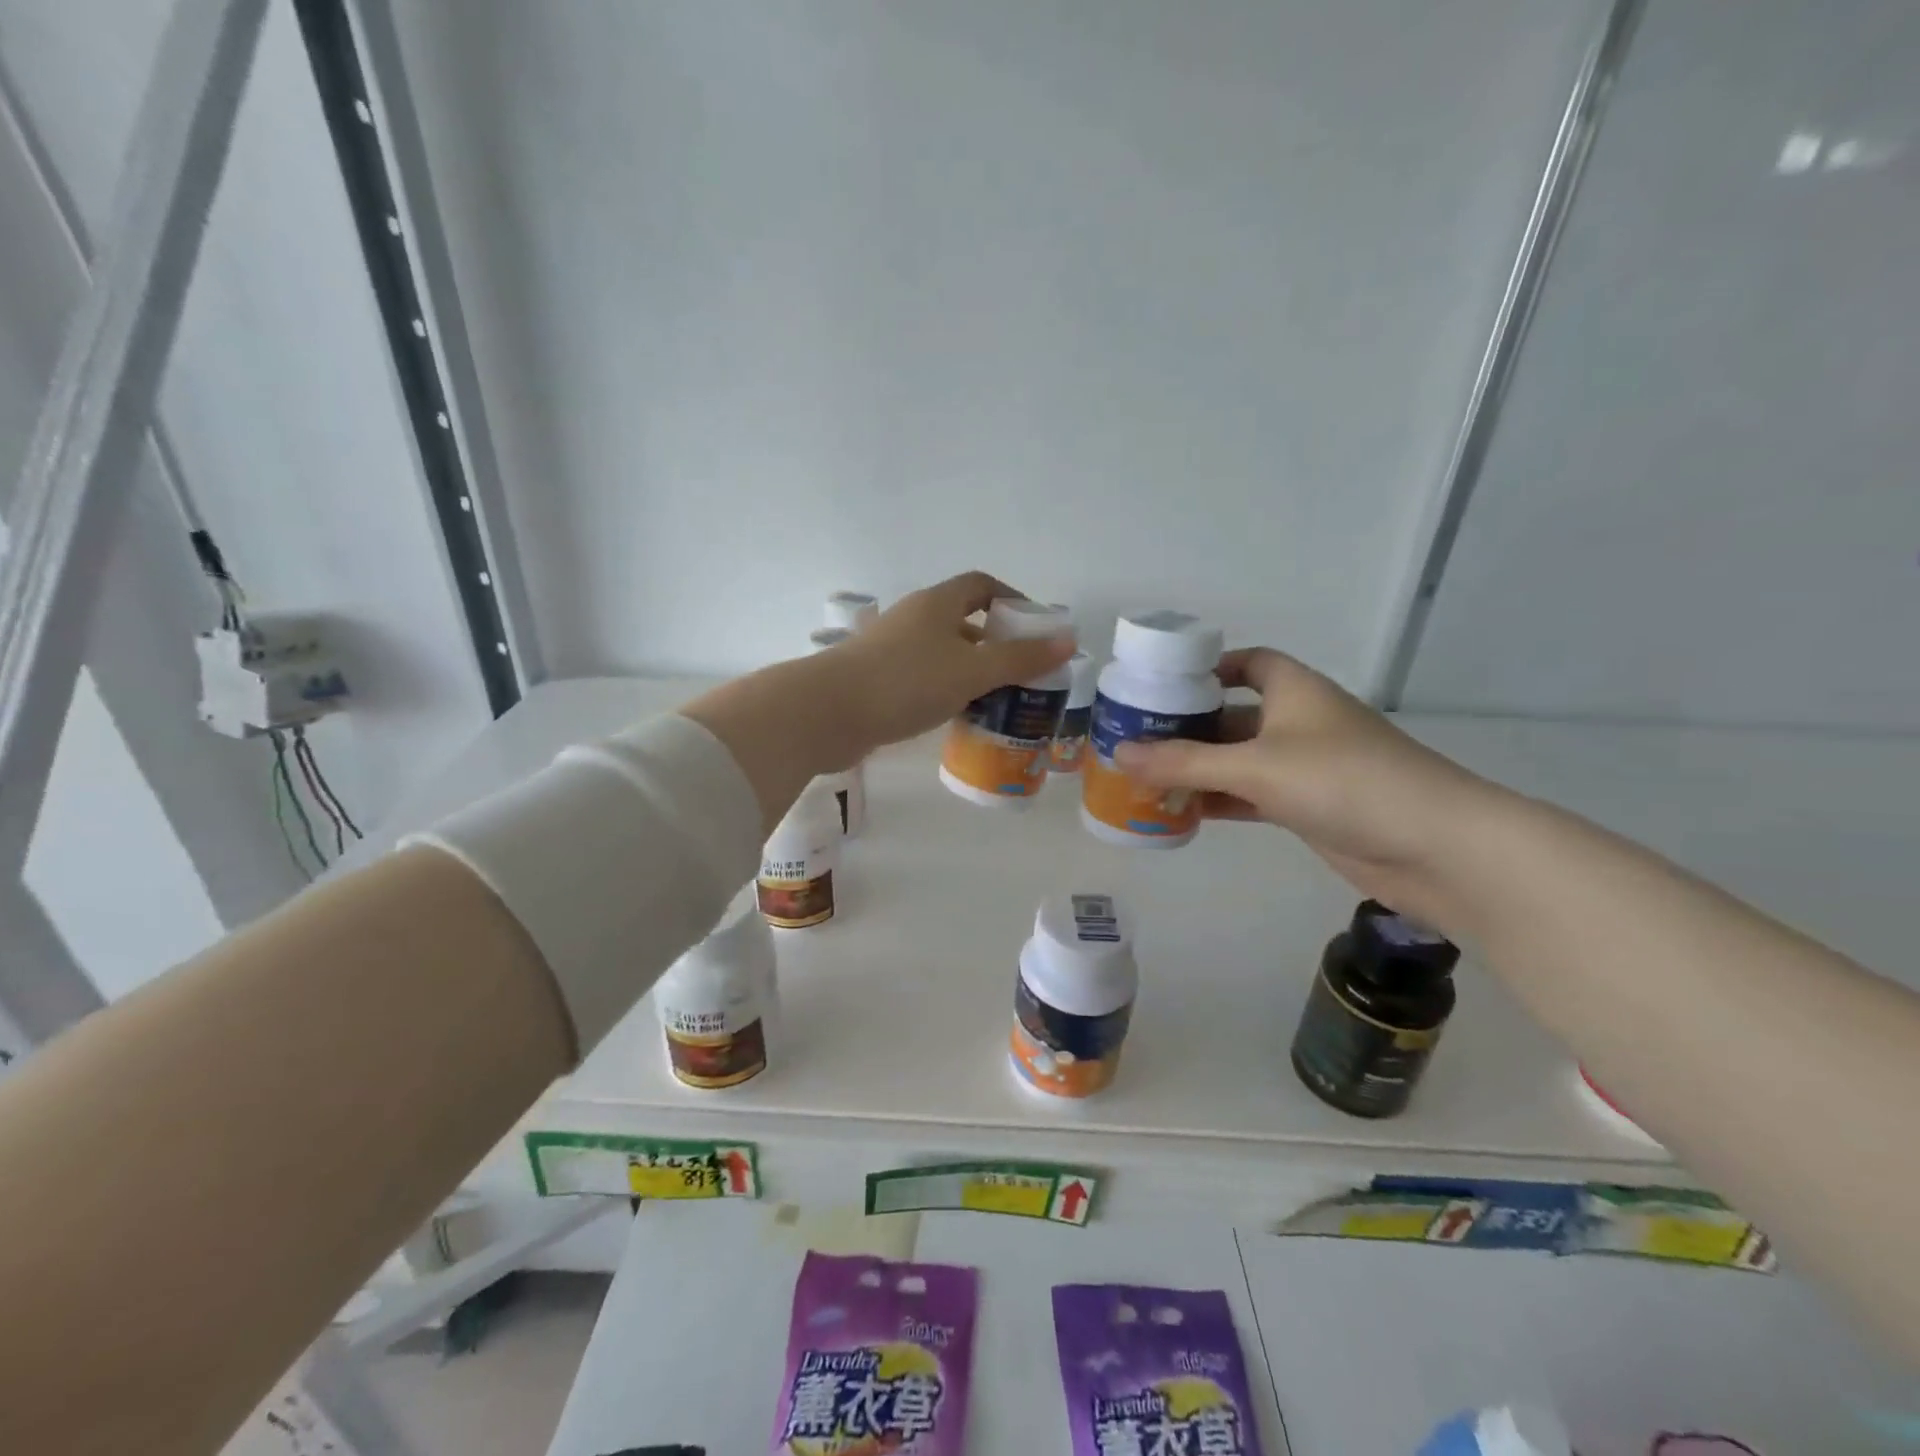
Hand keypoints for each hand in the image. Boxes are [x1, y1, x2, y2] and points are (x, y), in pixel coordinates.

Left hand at [815, 571, 1075, 764]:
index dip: (1012, 600)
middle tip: (1023, 673)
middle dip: (996, 643)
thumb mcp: (971, 671)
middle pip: (963, 621)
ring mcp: (891, 650)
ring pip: (943, 654)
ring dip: (971, 672)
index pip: (981, 585)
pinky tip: (958, 717)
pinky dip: (946, 691)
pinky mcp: (877, 680)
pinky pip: (923, 679)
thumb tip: (1067, 641)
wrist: (827, 713)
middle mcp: (913, 619)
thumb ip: (1019, 658)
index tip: (1036, 628)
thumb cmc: (905, 682)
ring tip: (999, 701)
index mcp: (936, 603)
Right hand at [1113, 648, 1493, 926]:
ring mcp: (1305, 766)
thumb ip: (1185, 761)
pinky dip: (1219, 800)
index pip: (1247, 662)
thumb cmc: (1343, 782)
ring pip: (1238, 760)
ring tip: (1144, 778)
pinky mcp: (1308, 806)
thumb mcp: (1256, 766)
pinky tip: (1182, 811)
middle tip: (1134, 740)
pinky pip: (1250, 795)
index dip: (1208, 668)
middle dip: (1188, 727)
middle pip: (1232, 714)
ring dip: (1198, 769)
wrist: (1435, 846)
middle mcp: (1298, 721)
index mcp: (1294, 690)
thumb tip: (1119, 753)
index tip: (1162, 685)